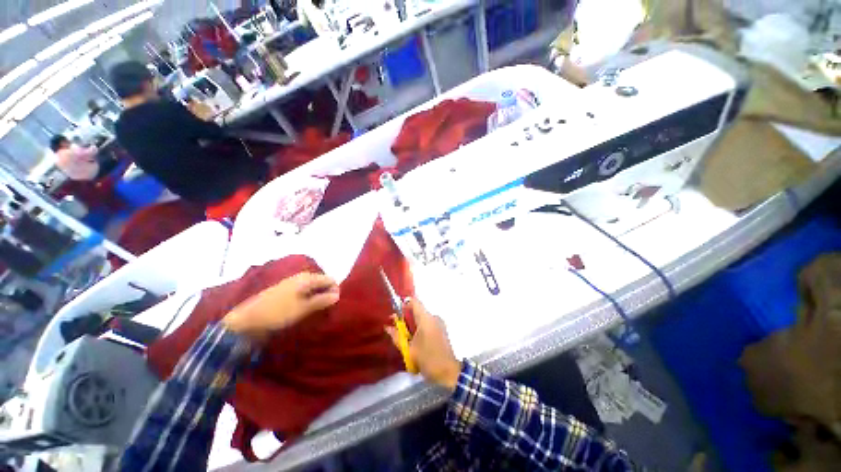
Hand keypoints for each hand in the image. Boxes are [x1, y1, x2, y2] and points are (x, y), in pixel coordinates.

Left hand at [223, 272, 339, 342]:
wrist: (246, 320)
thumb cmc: (277, 313)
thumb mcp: (303, 308)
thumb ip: (322, 300)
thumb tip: (338, 294)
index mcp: (307, 278)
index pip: (330, 279)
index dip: (335, 291)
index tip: (335, 305)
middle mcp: (301, 277)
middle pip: (322, 282)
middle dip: (327, 294)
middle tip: (327, 309)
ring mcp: (292, 283)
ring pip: (313, 288)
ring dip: (318, 297)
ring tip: (318, 311)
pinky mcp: (286, 291)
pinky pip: (304, 292)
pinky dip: (309, 299)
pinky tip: (306, 309)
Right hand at [387, 298, 461, 390]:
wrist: (449, 373)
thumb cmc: (428, 360)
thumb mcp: (409, 350)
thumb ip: (397, 337)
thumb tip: (387, 327)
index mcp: (426, 319)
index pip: (414, 301)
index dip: (403, 303)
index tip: (395, 312)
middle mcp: (434, 317)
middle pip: (417, 310)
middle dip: (406, 317)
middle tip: (396, 328)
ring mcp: (439, 323)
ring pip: (422, 318)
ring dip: (412, 324)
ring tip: (405, 337)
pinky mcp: (441, 329)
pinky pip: (428, 323)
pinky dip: (420, 328)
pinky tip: (415, 340)